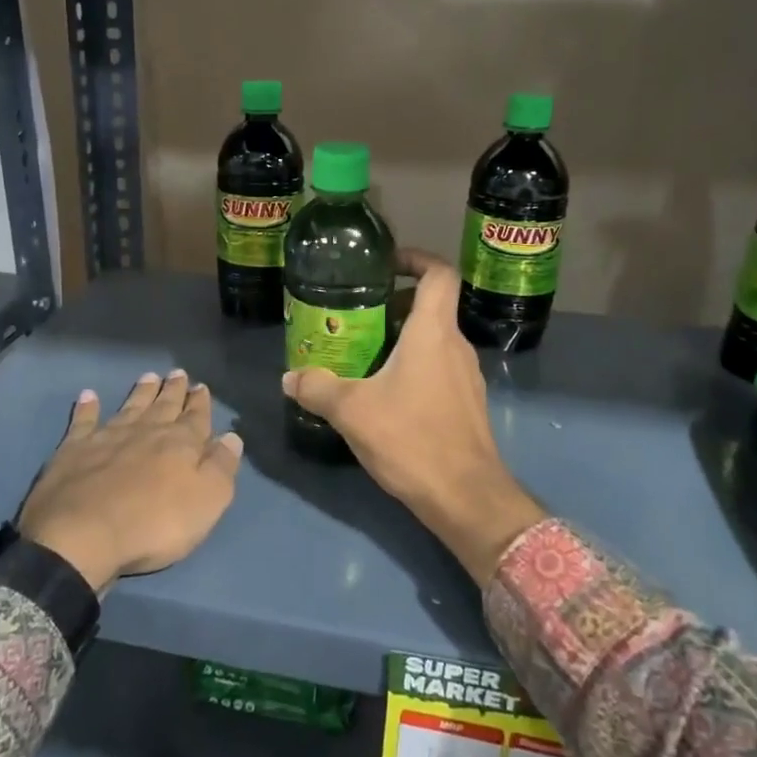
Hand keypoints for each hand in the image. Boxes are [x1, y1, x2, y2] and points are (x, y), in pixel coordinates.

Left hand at [18, 369, 240, 592]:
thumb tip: (232, 437)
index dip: (200, 403)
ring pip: (130, 407)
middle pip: (163, 406)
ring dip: (141, 392)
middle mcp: (146, 432)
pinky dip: (88, 408)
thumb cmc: (154, 524)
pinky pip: (84, 421)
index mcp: (180, 444)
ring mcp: (108, 437)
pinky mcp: (75, 449)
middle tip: (178, 373)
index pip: (196, 418)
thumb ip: (221, 467)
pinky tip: (89, 396)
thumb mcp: (207, 501)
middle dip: (173, 390)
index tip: (201, 386)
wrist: (84, 534)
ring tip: (149, 377)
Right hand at [283, 250, 544, 585]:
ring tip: (364, 353)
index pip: (439, 274)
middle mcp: (455, 346)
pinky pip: (438, 368)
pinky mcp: (466, 404)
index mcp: (433, 332)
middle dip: (394, 304)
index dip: (416, 259)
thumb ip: (318, 388)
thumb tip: (289, 377)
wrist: (466, 497)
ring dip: (402, 338)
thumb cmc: (412, 439)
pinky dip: (413, 366)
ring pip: (434, 340)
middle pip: (431, 307)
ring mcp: (466, 377)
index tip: (386, 264)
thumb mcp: (353, 411)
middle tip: (357, 315)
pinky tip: (384, 393)